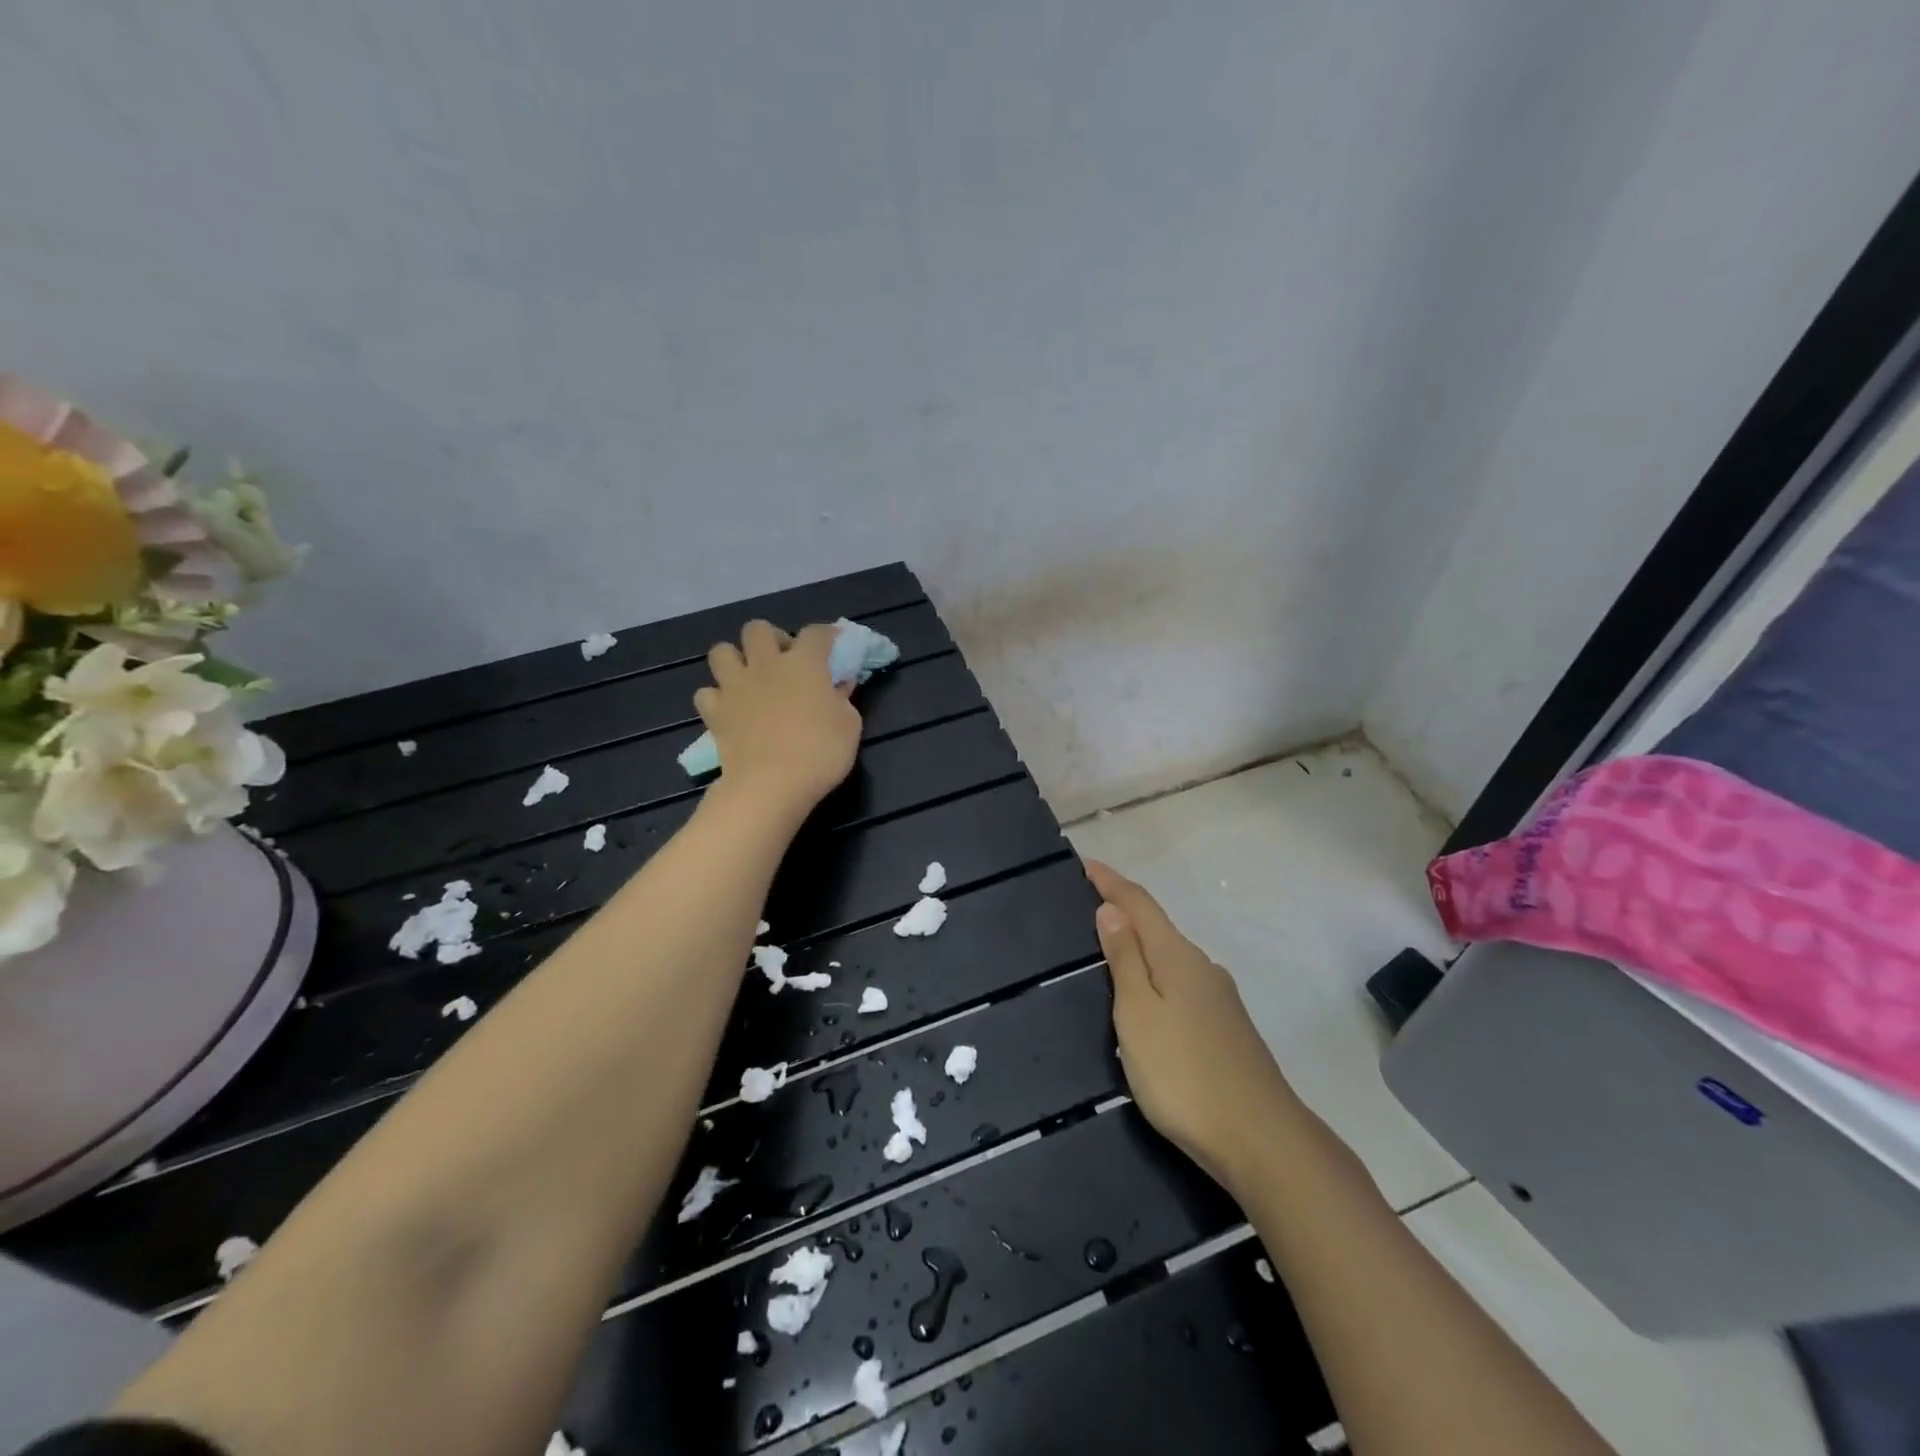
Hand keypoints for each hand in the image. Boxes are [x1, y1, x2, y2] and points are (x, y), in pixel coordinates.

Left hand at [694, 621, 860, 818]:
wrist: (771, 785)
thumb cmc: (820, 753)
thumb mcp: (850, 726)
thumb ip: (844, 699)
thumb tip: (839, 685)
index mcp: (804, 663)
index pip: (816, 632)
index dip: (827, 634)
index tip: (834, 643)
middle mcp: (765, 665)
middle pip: (758, 629)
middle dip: (772, 638)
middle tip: (784, 660)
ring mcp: (735, 686)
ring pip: (722, 651)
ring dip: (735, 659)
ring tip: (749, 678)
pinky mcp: (714, 712)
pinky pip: (707, 693)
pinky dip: (716, 698)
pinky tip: (730, 709)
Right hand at [1088, 859, 1298, 1193]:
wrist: (1262, 1140)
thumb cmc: (1184, 1074)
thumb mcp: (1138, 1014)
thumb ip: (1125, 961)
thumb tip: (1111, 910)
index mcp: (1177, 957)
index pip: (1139, 904)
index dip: (1110, 882)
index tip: (1084, 863)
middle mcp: (1202, 968)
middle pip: (1157, 927)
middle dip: (1124, 911)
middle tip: (1089, 905)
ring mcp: (1220, 999)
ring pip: (1171, 958)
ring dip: (1141, 945)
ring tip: (1110, 949)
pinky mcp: (1227, 1029)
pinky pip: (1181, 984)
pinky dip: (1156, 975)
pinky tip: (1147, 997)